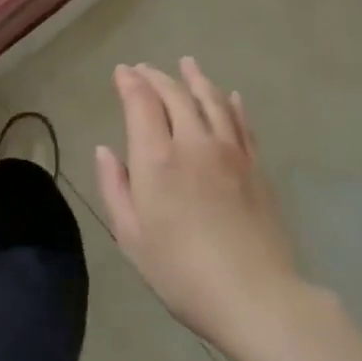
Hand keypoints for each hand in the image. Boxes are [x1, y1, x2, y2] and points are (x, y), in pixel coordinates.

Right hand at [95, 58, 303, 350]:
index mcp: (157, 158)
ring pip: (211, 101)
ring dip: (195, 79)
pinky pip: (242, 123)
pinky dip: (231, 104)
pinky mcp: (256, 166)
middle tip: (144, 69)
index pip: (142, 103)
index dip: (130, 83)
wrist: (254, 295)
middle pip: (176, 95)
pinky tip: (230, 96)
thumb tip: (105, 149)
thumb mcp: (131, 235)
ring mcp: (230, 152)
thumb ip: (115, 186)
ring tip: (187, 64)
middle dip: (156, 77)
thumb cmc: (180, 271)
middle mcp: (193, 142)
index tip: (122, 71)